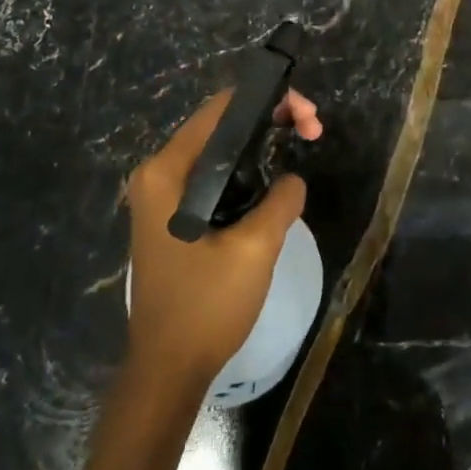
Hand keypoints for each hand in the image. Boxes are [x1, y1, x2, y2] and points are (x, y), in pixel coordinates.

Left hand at [123, 88, 321, 389]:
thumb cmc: (205, 306)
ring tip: (302, 145)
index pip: (221, 109)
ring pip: (219, 150)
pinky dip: (245, 170)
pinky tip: (273, 180)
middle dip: (269, 119)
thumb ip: (281, 200)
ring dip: (260, 144)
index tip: (307, 116)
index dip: (268, 100)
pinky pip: (212, 176)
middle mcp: (157, 174)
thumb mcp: (255, 249)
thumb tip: (293, 178)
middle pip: (220, 125)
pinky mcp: (171, 216)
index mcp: (167, 171)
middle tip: (313, 132)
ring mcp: (161, 196)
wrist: (167, 370)